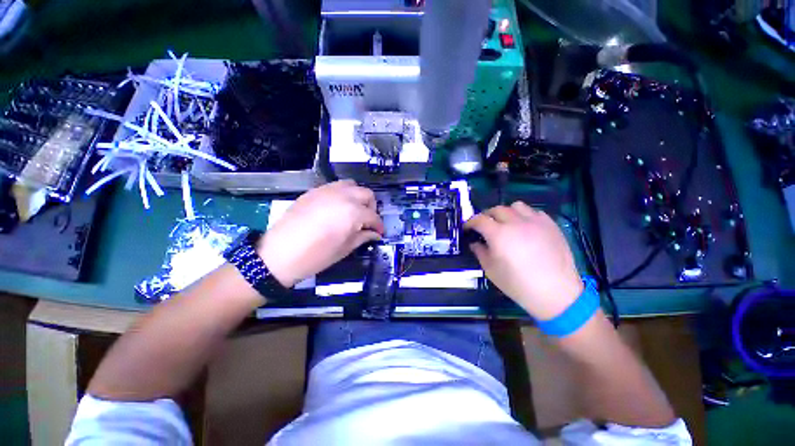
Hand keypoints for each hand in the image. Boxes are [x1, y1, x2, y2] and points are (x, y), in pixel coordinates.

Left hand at [257, 180, 383, 287]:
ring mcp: (327, 190)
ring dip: (357, 197)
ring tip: (353, 211)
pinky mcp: (314, 191)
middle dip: (371, 208)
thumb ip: (363, 237)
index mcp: (353, 212)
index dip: (379, 226)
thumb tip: (375, 234)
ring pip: (352, 185)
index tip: (379, 233)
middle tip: (367, 221)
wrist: (279, 254)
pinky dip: (342, 194)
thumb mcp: (344, 249)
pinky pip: (335, 186)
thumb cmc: (316, 256)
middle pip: (367, 194)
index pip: (373, 216)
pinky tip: (336, 208)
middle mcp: (343, 196)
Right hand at [464, 202, 582, 319]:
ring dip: (507, 213)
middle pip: (496, 209)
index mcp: (498, 234)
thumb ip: (480, 252)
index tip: (468, 228)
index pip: (479, 219)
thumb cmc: (518, 284)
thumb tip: (475, 242)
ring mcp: (535, 221)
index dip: (470, 222)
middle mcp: (516, 222)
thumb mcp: (491, 270)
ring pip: (516, 206)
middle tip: (485, 227)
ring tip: (507, 224)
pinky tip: (526, 228)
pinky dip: (525, 216)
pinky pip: (534, 212)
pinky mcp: (551, 225)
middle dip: (487, 216)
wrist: (556, 293)